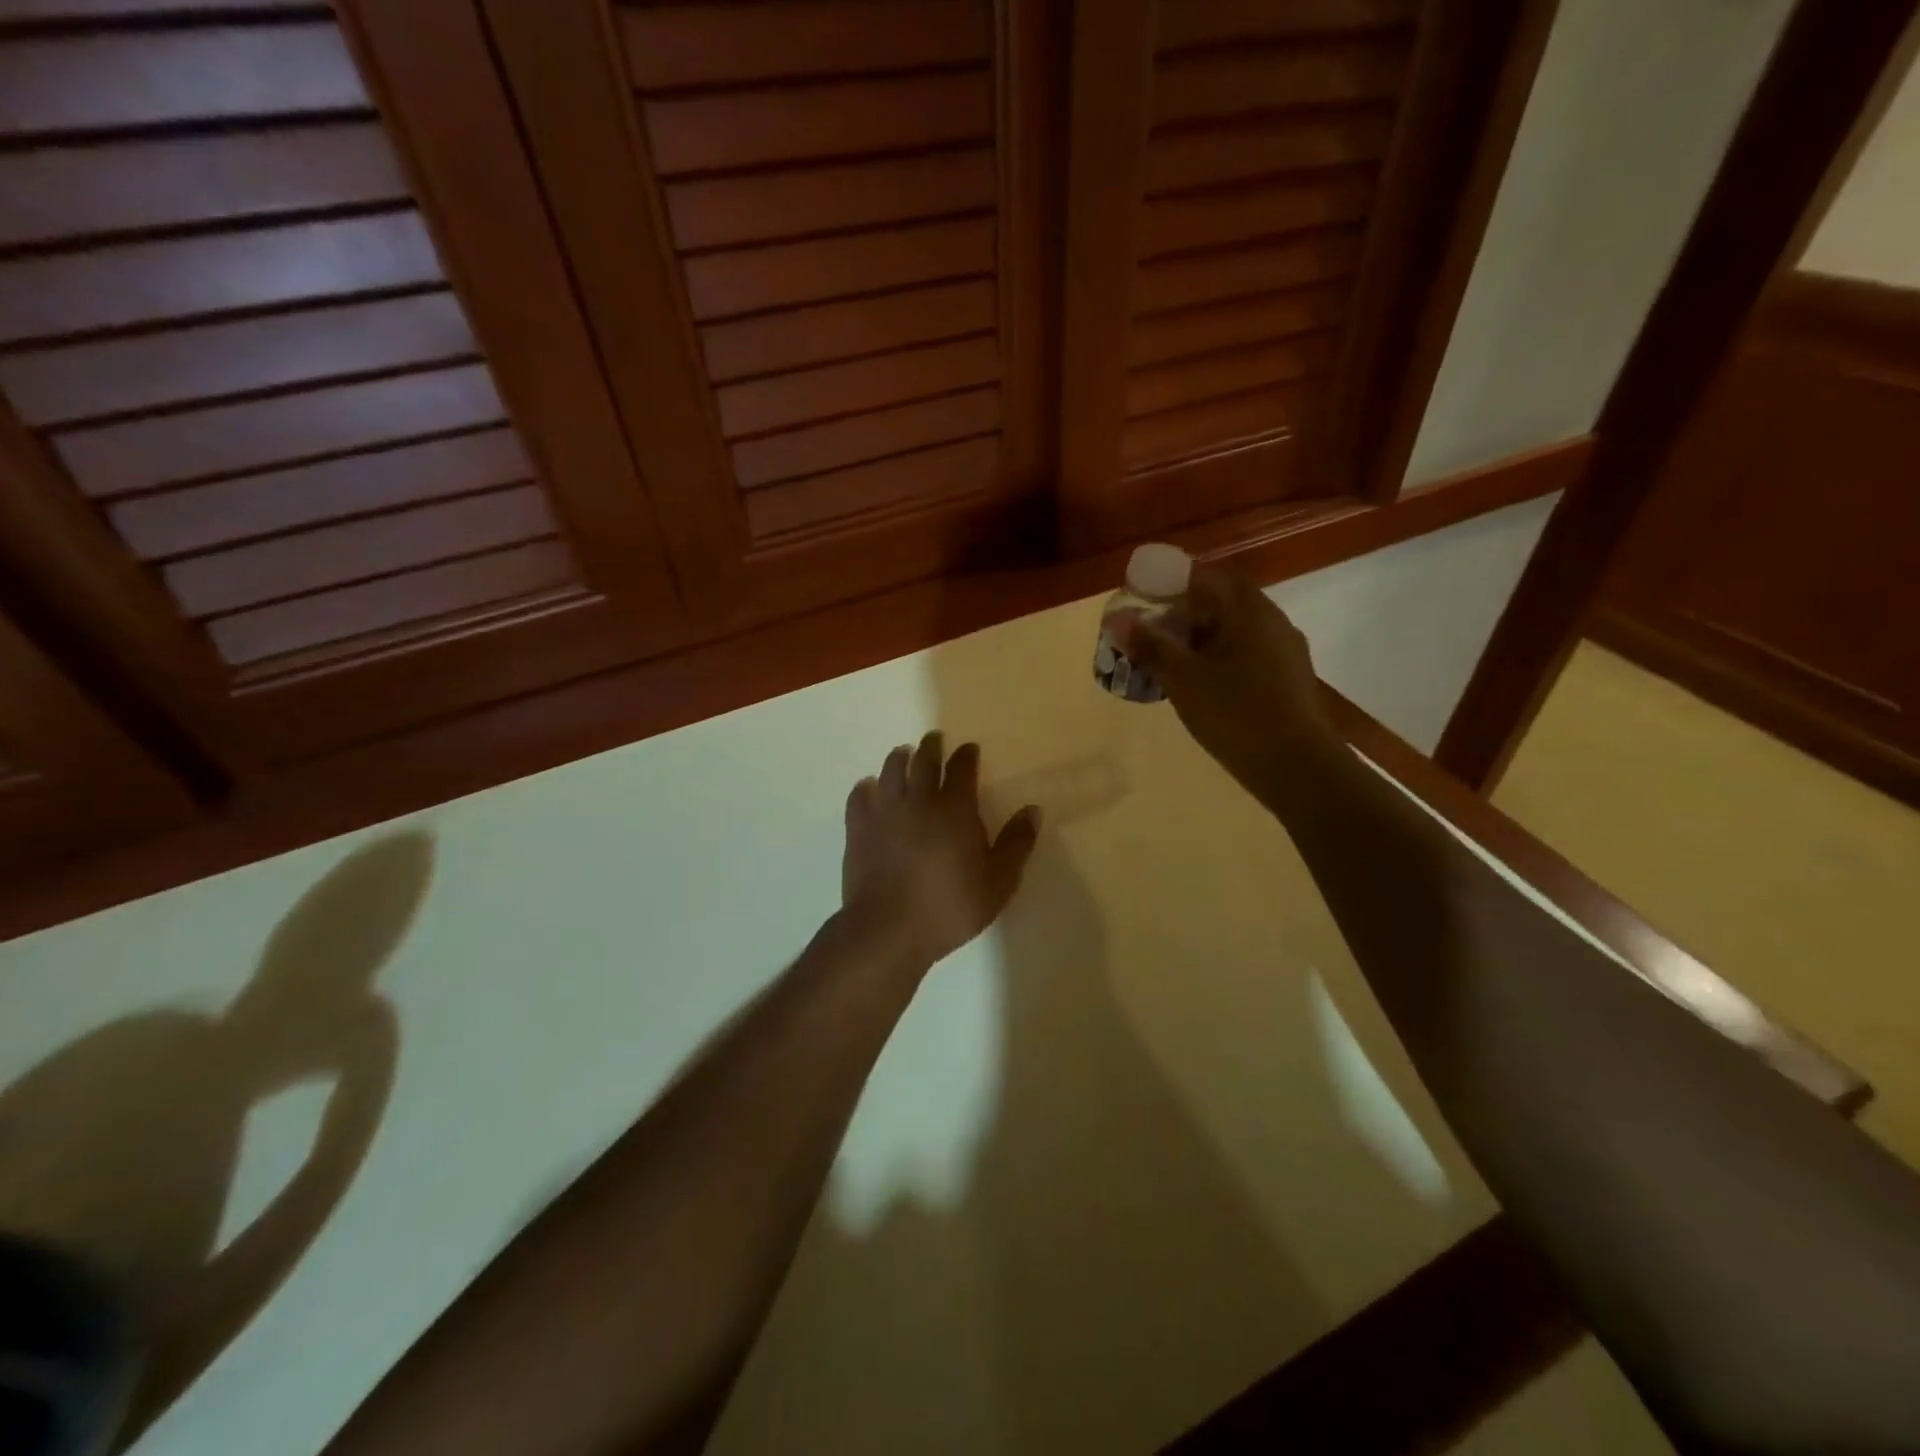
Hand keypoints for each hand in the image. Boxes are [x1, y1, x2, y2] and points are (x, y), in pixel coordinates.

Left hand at [842, 733, 1040, 969]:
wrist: (888, 929)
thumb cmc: (950, 907)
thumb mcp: (998, 881)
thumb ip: (1016, 843)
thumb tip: (1033, 810)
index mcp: (954, 809)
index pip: (961, 769)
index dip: (966, 756)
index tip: (969, 749)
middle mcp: (917, 801)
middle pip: (923, 761)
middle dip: (931, 747)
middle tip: (934, 739)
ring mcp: (884, 813)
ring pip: (889, 772)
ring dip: (898, 759)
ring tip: (902, 753)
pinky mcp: (858, 830)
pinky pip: (859, 798)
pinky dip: (864, 788)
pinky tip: (866, 787)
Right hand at [1111, 564, 1339, 806]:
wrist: (1295, 765)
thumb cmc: (1234, 713)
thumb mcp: (1182, 679)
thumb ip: (1150, 645)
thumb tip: (1117, 618)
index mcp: (1248, 610)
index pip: (1206, 576)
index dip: (1171, 581)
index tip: (1143, 596)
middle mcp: (1272, 621)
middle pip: (1223, 601)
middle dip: (1184, 611)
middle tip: (1152, 630)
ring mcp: (1285, 650)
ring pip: (1236, 630)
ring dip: (1202, 636)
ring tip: (1171, 659)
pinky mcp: (1289, 678)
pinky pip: (1248, 653)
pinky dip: (1220, 657)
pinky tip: (1202, 684)